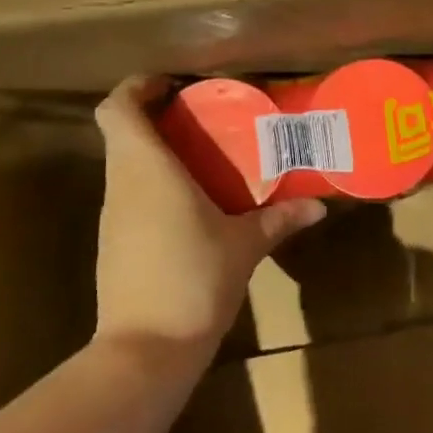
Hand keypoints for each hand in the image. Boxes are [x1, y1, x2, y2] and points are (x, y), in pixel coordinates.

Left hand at [93, 77, 324, 345]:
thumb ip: (281, 219)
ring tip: (206, 157)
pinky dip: (155, 185)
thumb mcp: (246, 245)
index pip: (118, 110)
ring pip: (125, 166)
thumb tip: (319, 207)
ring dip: (157, 152)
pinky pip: (131, 196)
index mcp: (147, 171)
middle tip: (205, 118)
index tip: (172, 84)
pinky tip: (193, 203)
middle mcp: (121, 186)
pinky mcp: (115, 244)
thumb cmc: (195, 279)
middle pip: (121, 133)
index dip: (137, 87)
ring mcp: (113, 217)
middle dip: (156, 117)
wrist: (146, 348)